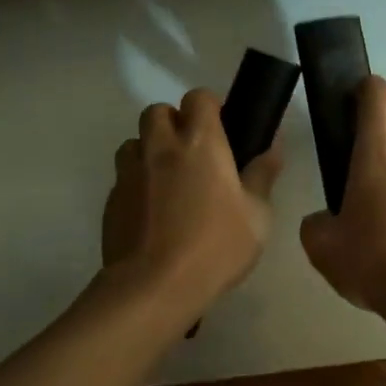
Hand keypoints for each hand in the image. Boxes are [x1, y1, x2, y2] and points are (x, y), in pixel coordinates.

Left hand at [100, 89, 281, 316]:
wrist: (153, 288)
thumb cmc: (215, 246)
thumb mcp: (257, 215)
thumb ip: (263, 175)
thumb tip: (273, 147)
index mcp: (200, 142)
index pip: (198, 97)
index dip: (210, 106)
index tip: (222, 128)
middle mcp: (161, 147)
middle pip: (157, 111)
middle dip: (173, 122)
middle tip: (193, 152)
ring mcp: (130, 173)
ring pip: (134, 142)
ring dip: (150, 150)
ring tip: (168, 180)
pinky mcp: (111, 201)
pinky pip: (124, 177)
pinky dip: (138, 183)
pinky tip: (153, 212)